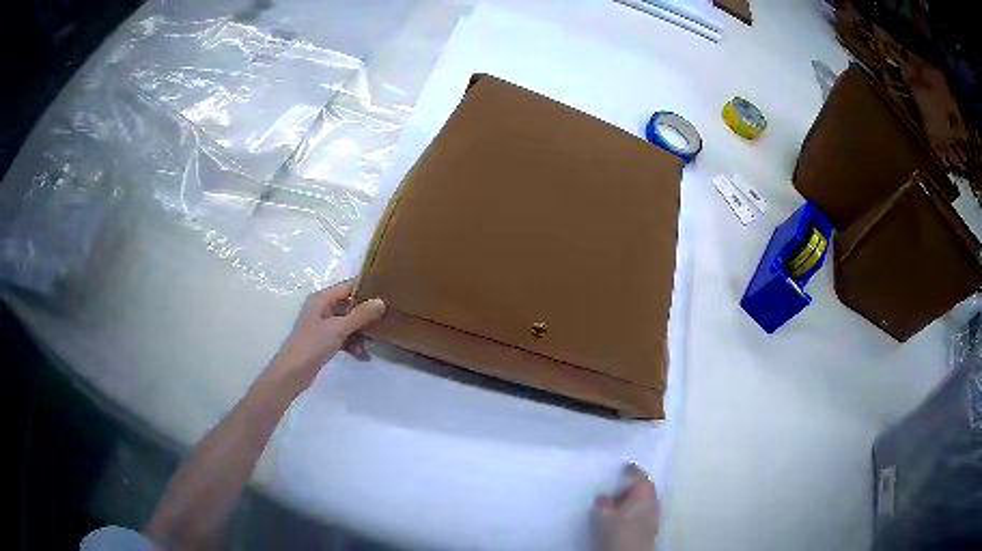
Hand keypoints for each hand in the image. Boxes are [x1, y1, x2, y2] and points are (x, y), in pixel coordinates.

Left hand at [265, 280, 385, 391]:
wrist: (292, 373)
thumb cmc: (312, 345)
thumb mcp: (338, 329)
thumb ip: (360, 315)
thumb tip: (381, 301)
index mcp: (322, 299)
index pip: (348, 286)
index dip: (366, 288)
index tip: (387, 293)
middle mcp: (322, 308)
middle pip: (349, 306)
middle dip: (365, 316)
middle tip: (385, 322)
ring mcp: (322, 325)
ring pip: (348, 323)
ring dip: (360, 333)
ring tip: (369, 347)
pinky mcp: (323, 340)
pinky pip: (343, 337)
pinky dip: (352, 344)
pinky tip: (362, 356)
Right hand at [592, 463, 660, 550]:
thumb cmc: (617, 532)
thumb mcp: (602, 515)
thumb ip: (603, 502)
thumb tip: (604, 496)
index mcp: (644, 492)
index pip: (638, 474)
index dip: (629, 470)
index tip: (622, 467)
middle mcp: (653, 500)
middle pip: (644, 487)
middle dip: (632, 486)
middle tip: (617, 486)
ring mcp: (654, 515)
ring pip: (644, 501)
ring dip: (633, 499)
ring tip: (617, 503)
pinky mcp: (651, 527)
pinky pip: (643, 512)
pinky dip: (634, 510)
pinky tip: (623, 516)